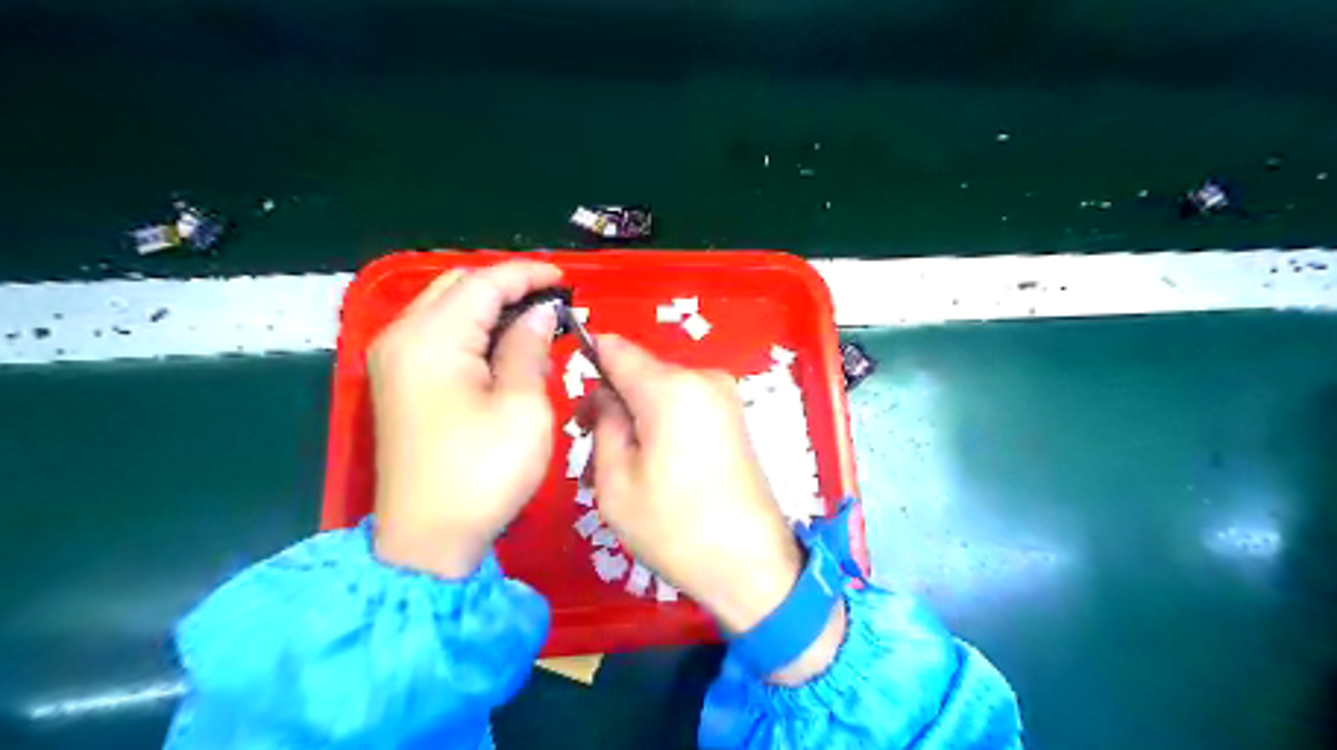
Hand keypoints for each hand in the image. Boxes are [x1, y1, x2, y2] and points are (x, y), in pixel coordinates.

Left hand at [368, 261, 563, 580]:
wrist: (427, 540)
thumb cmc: (483, 474)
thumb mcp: (522, 407)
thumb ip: (529, 347)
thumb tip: (540, 313)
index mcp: (431, 339)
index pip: (483, 283)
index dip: (527, 275)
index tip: (567, 280)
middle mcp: (402, 338)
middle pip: (458, 287)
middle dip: (507, 285)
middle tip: (553, 300)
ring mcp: (394, 360)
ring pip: (446, 308)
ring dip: (491, 307)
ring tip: (537, 321)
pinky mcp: (399, 383)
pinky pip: (439, 335)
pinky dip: (474, 330)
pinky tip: (506, 346)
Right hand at [587, 336, 802, 635]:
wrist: (751, 565)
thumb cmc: (675, 528)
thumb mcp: (616, 482)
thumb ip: (604, 424)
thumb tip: (605, 396)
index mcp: (671, 389)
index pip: (617, 349)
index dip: (588, 358)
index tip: (573, 393)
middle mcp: (703, 378)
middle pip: (641, 371)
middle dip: (613, 398)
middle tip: (591, 444)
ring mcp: (725, 396)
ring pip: (662, 389)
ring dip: (637, 414)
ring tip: (623, 464)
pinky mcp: (735, 417)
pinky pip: (686, 404)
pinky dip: (663, 422)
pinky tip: (655, 462)